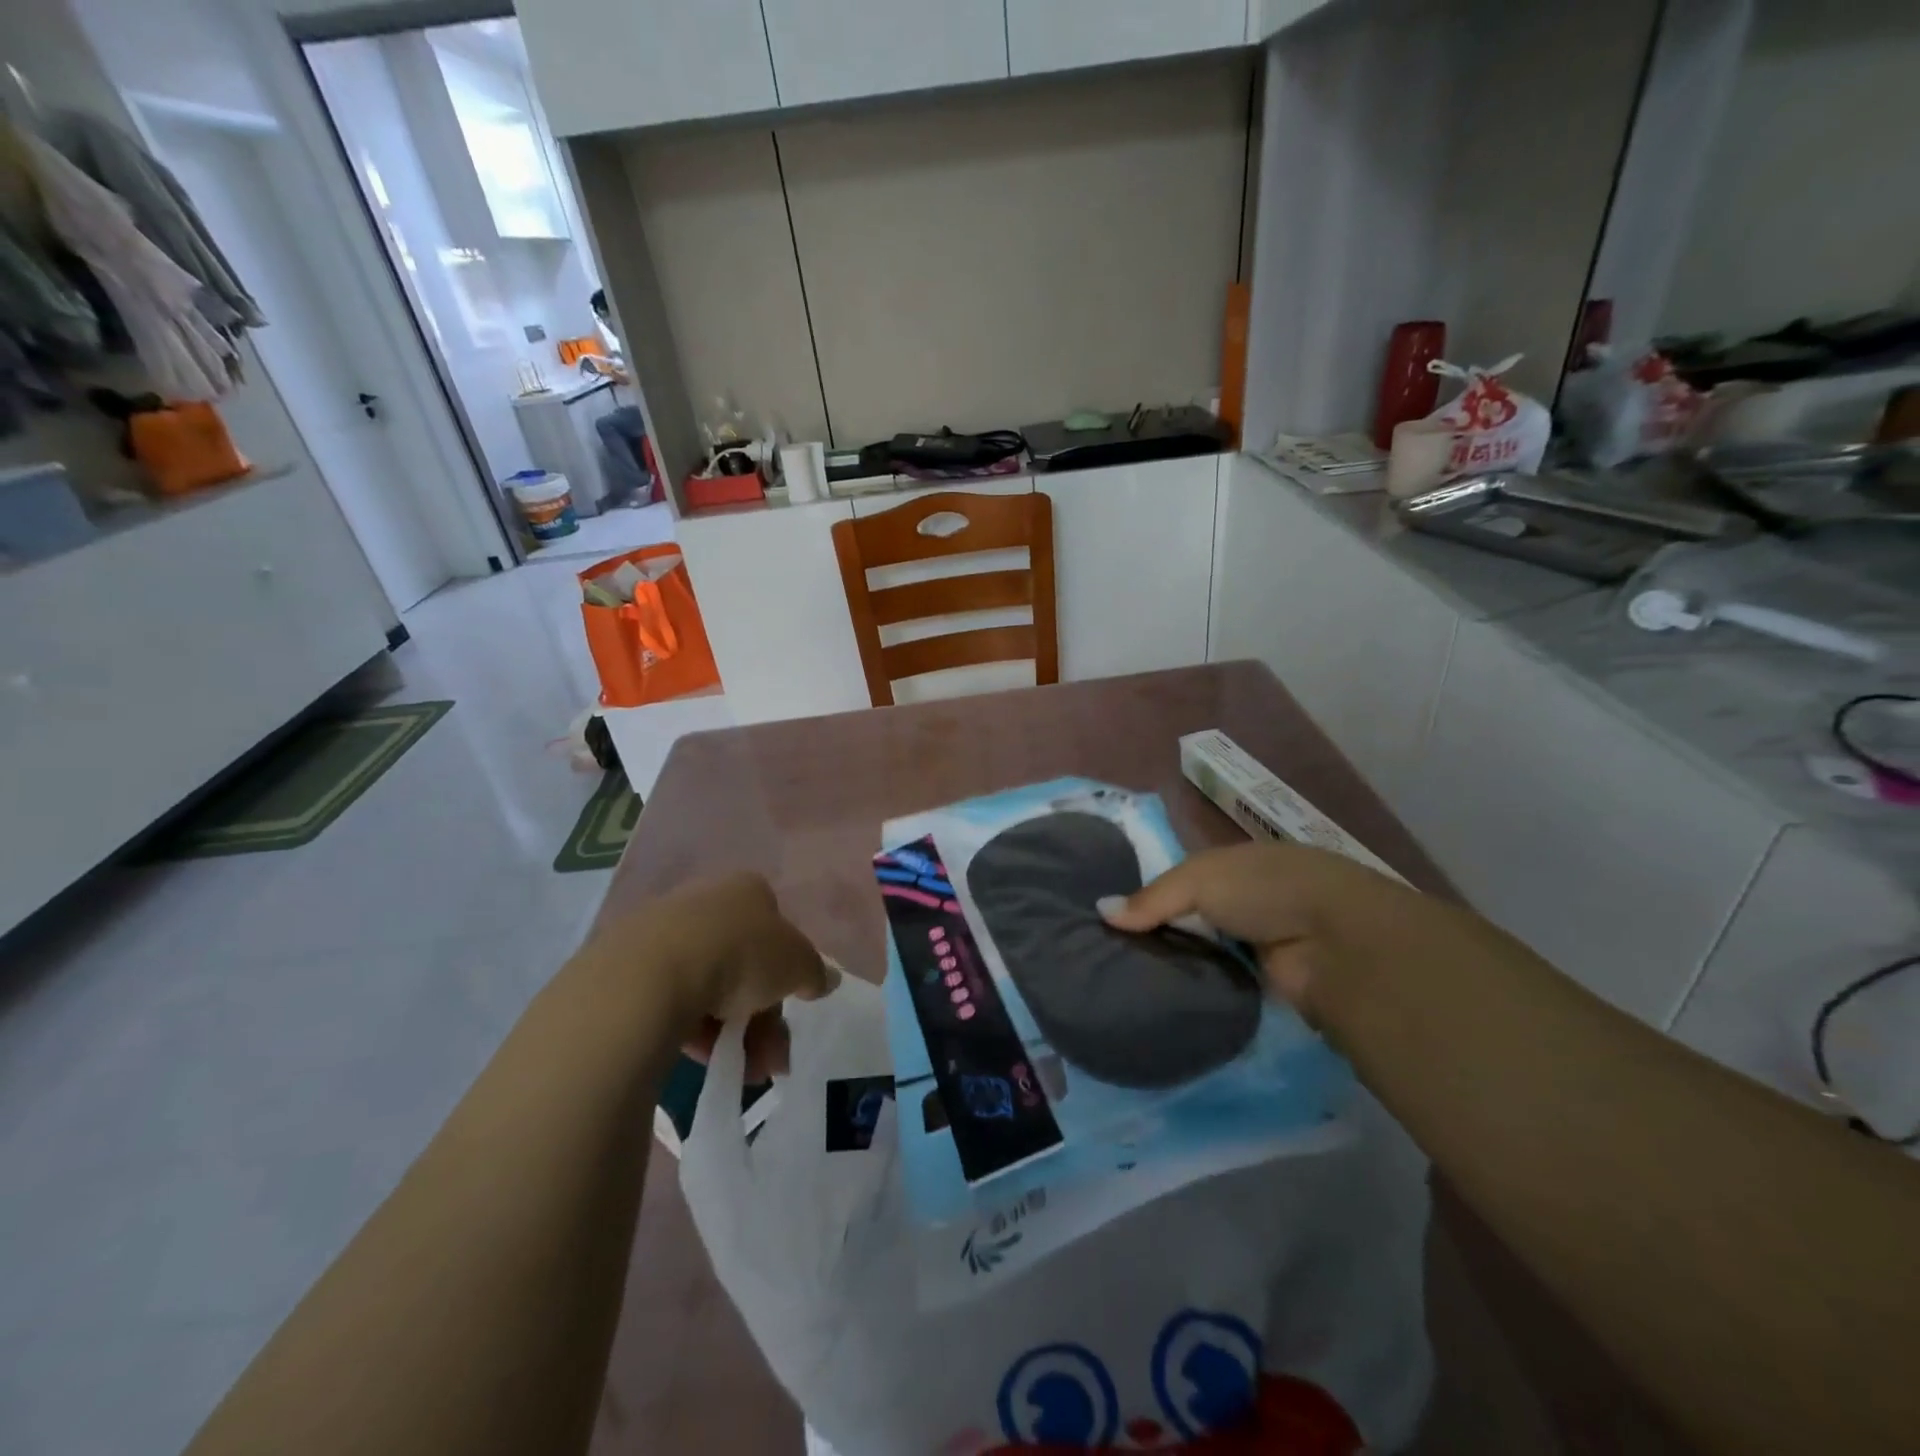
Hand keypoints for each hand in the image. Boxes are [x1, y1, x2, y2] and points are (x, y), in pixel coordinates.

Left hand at [581, 873, 835, 1080]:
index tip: (791, 1008)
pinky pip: (671, 999)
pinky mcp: (627, 965)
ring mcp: (662, 931)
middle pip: (744, 962)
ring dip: (730, 1031)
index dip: (787, 970)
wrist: (649, 975)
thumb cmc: (739, 954)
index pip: (776, 928)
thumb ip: (815, 971)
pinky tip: (698, 1058)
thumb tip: (828, 979)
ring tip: (740, 1071)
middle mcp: (705, 901)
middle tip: (769, 1059)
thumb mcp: (797, 964)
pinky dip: (690, 1028)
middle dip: (762, 1016)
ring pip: (708, 985)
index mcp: (747, 889)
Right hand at [1100, 842, 1435, 1020]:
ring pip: (1205, 953)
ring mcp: (1259, 944)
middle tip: (1108, 957)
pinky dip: (1200, 989)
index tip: (1110, 919)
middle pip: (1192, 918)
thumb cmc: (1264, 889)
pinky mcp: (1268, 984)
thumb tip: (1100, 912)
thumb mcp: (1198, 878)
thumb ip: (1151, 898)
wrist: (1338, 941)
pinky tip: (1163, 1000)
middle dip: (1159, 934)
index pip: (1181, 880)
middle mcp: (1247, 902)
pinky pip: (1222, 984)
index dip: (1149, 897)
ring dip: (1178, 964)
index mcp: (1234, 866)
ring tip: (1125, 982)